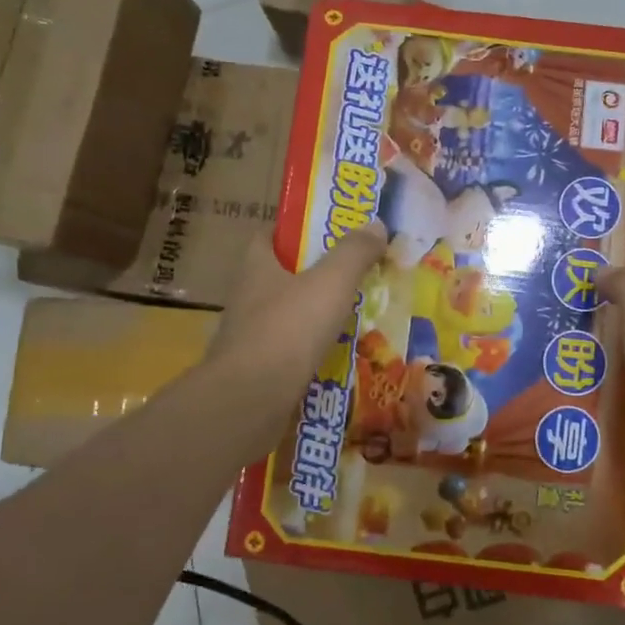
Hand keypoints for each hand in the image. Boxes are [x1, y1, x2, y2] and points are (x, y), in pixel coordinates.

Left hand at [201, 224, 386, 458]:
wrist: (251, 399)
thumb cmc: (289, 329)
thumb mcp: (331, 282)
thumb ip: (354, 252)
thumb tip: (376, 224)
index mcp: (257, 267)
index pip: (269, 236)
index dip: (295, 231)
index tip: (327, 233)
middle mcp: (247, 298)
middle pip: (282, 277)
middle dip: (314, 275)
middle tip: (354, 276)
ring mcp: (249, 337)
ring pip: (287, 317)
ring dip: (315, 316)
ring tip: (355, 317)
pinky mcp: (256, 371)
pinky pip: (290, 353)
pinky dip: (312, 351)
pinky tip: (339, 356)